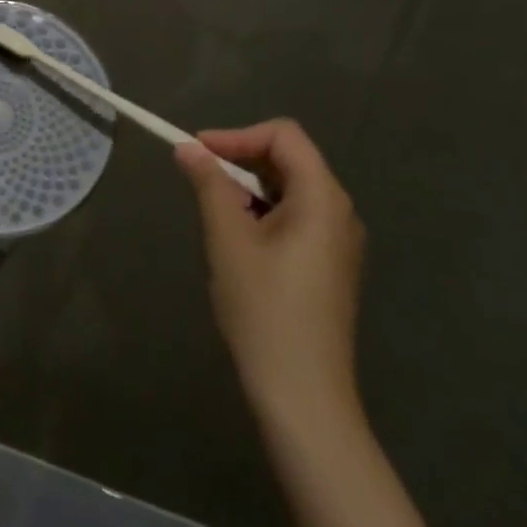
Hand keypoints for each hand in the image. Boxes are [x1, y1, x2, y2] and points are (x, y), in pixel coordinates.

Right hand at [175, 119, 365, 428]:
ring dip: (247, 187)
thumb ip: (209, 186)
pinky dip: (261, 212)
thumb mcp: (228, 240)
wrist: (302, 391)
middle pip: (289, 160)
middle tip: (196, 178)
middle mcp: (339, 212)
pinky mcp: (328, 265)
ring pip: (289, 190)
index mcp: (323, 199)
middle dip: (239, 159)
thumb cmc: (264, 309)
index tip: (195, 151)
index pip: (284, 136)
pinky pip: (294, 218)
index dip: (237, 135)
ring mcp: (337, 241)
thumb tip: (187, 148)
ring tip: (212, 211)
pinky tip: (235, 240)